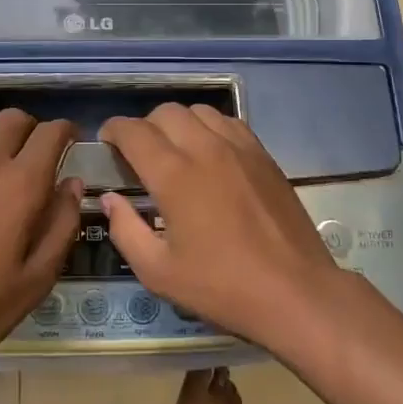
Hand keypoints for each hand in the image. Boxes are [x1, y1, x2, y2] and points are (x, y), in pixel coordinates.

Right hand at [99, 104, 349, 349]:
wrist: (295, 292)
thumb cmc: (222, 287)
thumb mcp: (159, 272)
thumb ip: (125, 230)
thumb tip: (110, 199)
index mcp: (174, 175)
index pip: (134, 131)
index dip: (114, 130)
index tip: (107, 142)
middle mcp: (205, 149)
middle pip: (166, 113)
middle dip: (144, 126)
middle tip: (139, 154)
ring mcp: (239, 148)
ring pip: (199, 111)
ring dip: (178, 123)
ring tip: (175, 150)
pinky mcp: (263, 155)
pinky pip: (228, 122)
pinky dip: (209, 127)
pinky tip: (209, 153)